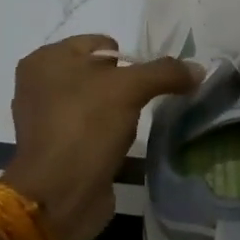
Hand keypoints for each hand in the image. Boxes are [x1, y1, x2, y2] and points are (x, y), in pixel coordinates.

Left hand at [2, 35, 196, 239]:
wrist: (57, 195)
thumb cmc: (86, 126)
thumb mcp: (131, 89)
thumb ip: (166, 72)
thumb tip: (199, 69)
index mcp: (46, 59)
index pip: (102, 44)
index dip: (129, 60)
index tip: (146, 83)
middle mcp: (40, 84)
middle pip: (100, 73)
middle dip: (125, 87)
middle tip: (141, 104)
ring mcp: (46, 118)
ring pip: (97, 103)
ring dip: (119, 113)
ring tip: (132, 129)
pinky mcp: (57, 148)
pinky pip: (92, 130)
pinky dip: (108, 135)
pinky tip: (122, 148)